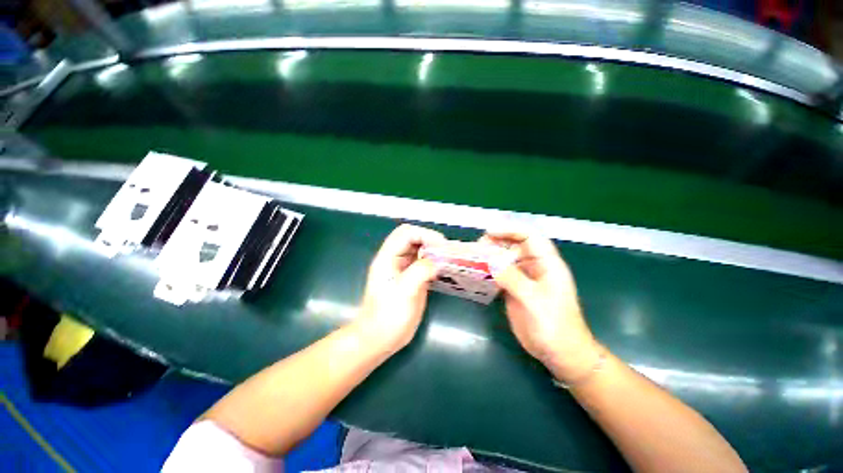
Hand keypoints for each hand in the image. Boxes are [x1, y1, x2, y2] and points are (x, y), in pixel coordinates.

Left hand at [355, 224, 444, 354]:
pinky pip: (424, 262)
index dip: (424, 234)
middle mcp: (395, 259)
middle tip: (447, 252)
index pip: (406, 233)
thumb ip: (421, 271)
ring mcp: (404, 268)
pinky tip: (444, 268)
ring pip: (419, 249)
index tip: (442, 246)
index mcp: (387, 258)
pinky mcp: (412, 278)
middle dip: (430, 240)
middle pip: (413, 238)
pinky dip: (434, 261)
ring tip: (448, 258)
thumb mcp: (404, 292)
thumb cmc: (388, 316)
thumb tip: (439, 260)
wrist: (380, 338)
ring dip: (434, 250)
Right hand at [483, 230, 598, 382]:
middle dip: (497, 242)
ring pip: (506, 259)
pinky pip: (501, 274)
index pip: (530, 237)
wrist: (559, 353)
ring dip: (491, 256)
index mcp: (548, 264)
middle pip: (515, 246)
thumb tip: (491, 261)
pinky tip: (478, 273)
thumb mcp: (535, 301)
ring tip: (474, 258)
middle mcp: (535, 267)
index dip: (510, 231)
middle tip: (478, 247)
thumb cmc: (554, 326)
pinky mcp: (515, 290)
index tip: (489, 233)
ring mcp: (524, 278)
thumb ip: (513, 279)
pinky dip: (489, 271)